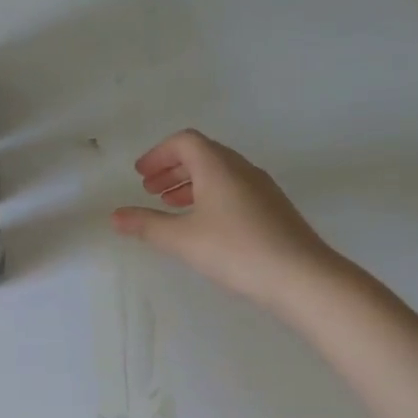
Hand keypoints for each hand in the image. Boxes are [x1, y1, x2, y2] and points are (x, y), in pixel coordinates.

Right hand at [111, 129, 339, 310]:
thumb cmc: (236, 250)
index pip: (185, 141)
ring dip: (191, 183)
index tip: (140, 174)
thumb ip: (146, 225)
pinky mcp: (273, 208)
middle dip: (172, 168)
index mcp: (218, 166)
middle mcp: (241, 169)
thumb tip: (115, 216)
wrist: (301, 276)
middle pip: (202, 154)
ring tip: (171, 206)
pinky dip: (210, 196)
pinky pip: (234, 188)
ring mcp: (261, 188)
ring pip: (219, 172)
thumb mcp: (183, 240)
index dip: (158, 154)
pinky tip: (205, 224)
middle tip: (150, 189)